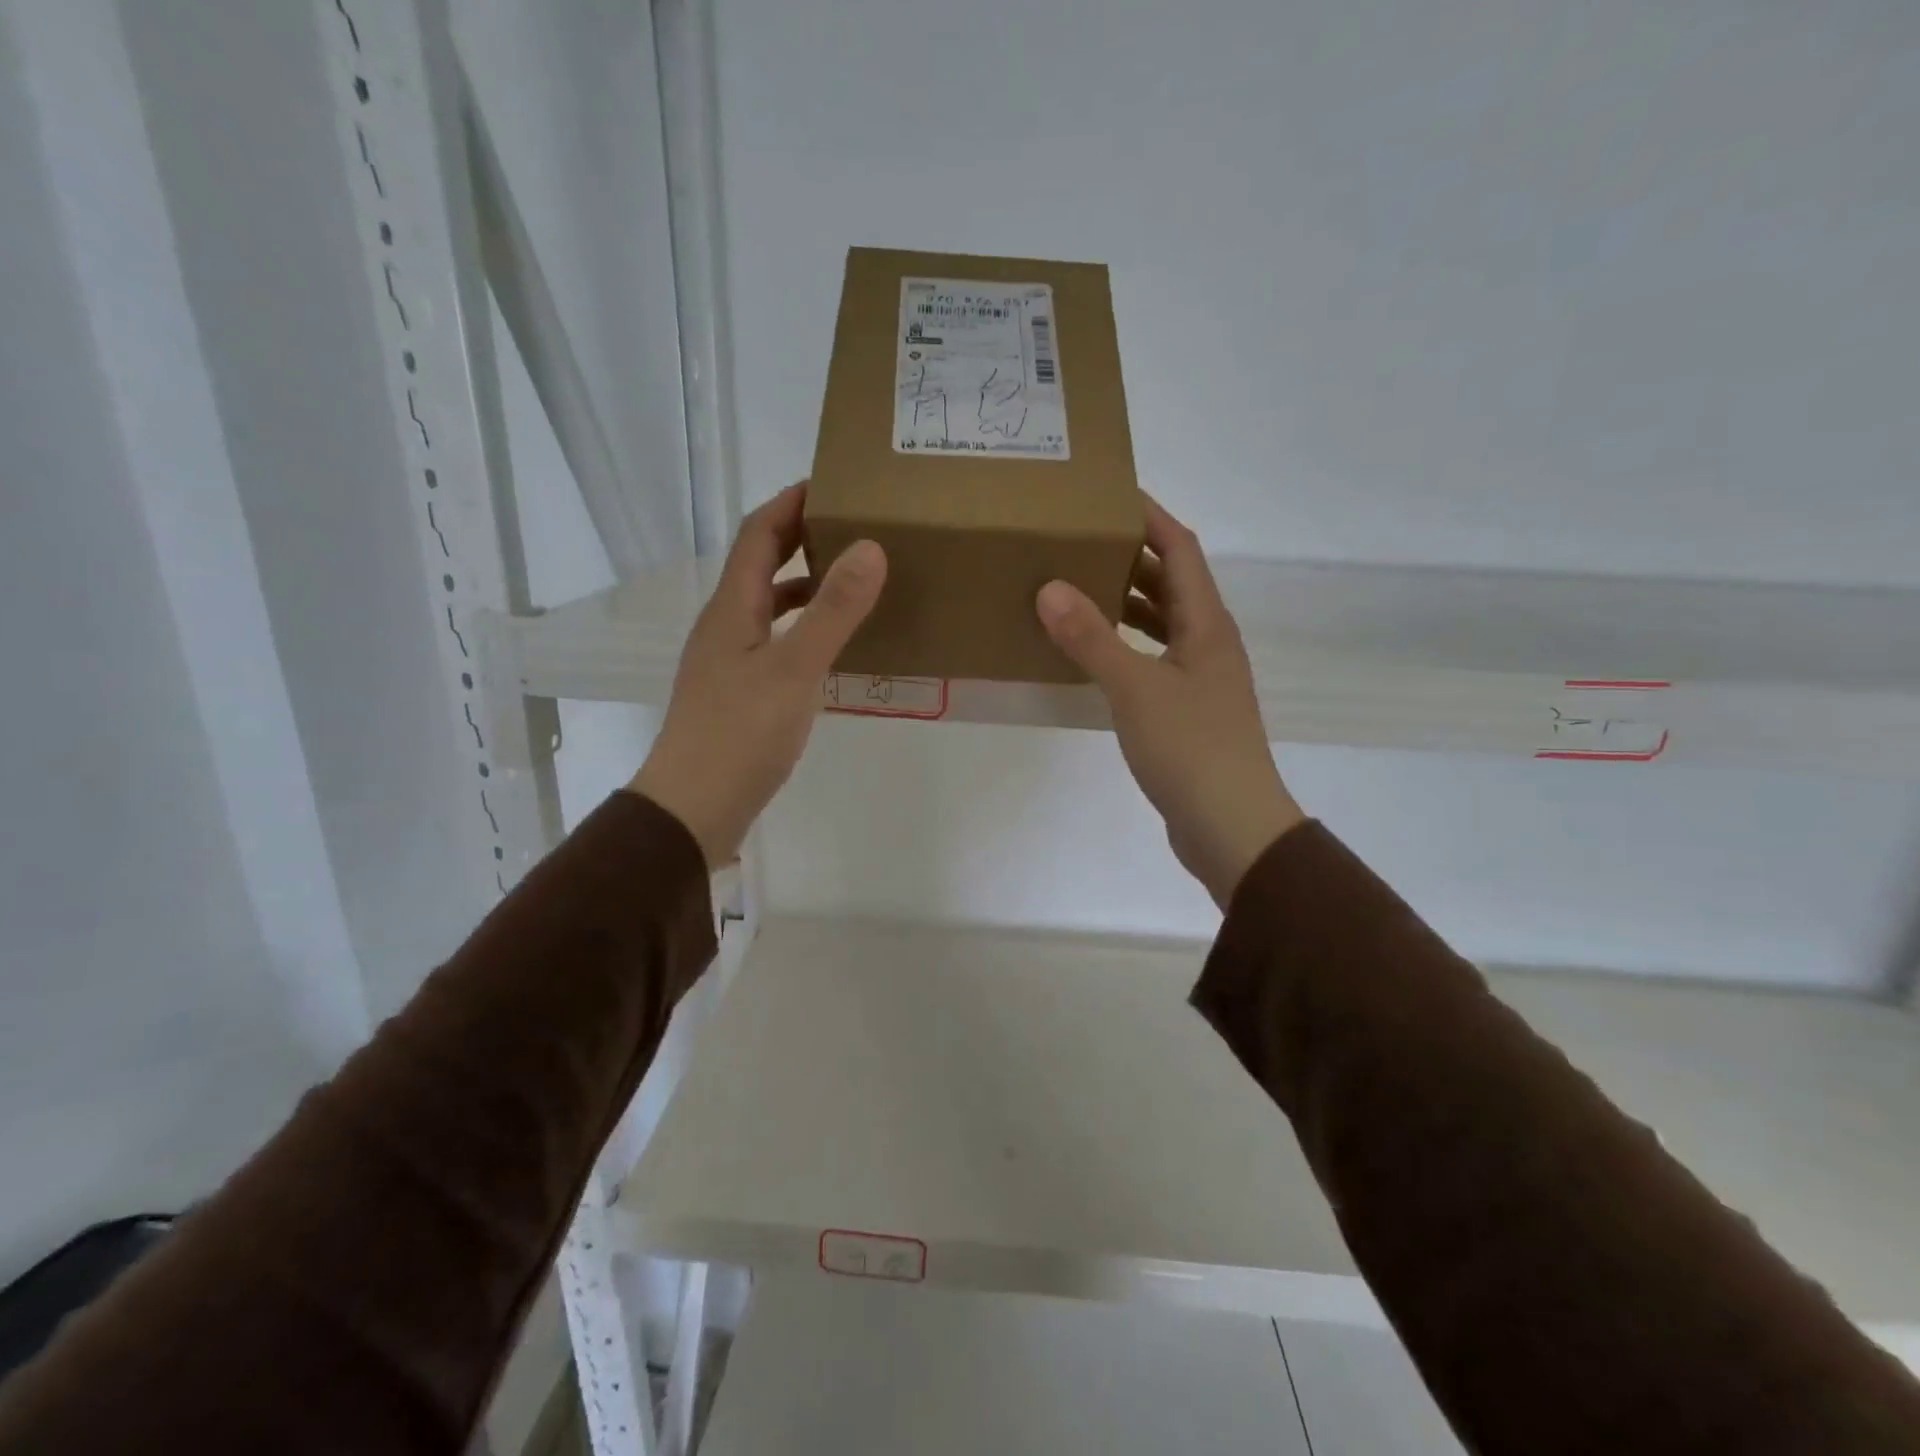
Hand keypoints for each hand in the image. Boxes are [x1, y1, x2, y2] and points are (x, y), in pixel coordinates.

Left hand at [631, 483, 884, 867]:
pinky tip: (831, 647)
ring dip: (804, 585)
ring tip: (851, 580)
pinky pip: (775, 642)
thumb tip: (870, 547)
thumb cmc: (741, 734)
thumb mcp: (794, 668)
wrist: (694, 807)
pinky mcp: (739, 694)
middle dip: (800, 538)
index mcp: (732, 608)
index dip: (790, 503)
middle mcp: (725, 626)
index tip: (831, 482)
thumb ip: (833, 610)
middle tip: (852, 526)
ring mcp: (729, 662)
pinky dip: (803, 630)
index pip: (758, 535)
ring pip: (769, 606)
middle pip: (761, 566)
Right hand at [1036, 496, 1303, 908]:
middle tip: (1080, 540)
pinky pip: (1152, 658)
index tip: (1109, 494)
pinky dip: (1124, 645)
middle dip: (1131, 556)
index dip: (1150, 517)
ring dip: (1126, 601)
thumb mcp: (1134, 688)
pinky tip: (1093, 653)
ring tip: (1077, 586)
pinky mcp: (1187, 710)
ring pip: (1161, 623)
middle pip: (1171, 582)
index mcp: (1206, 624)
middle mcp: (1208, 642)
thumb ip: (1092, 638)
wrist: (1230, 825)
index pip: (1180, 549)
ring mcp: (1200, 678)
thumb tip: (1050, 587)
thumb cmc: (1190, 748)